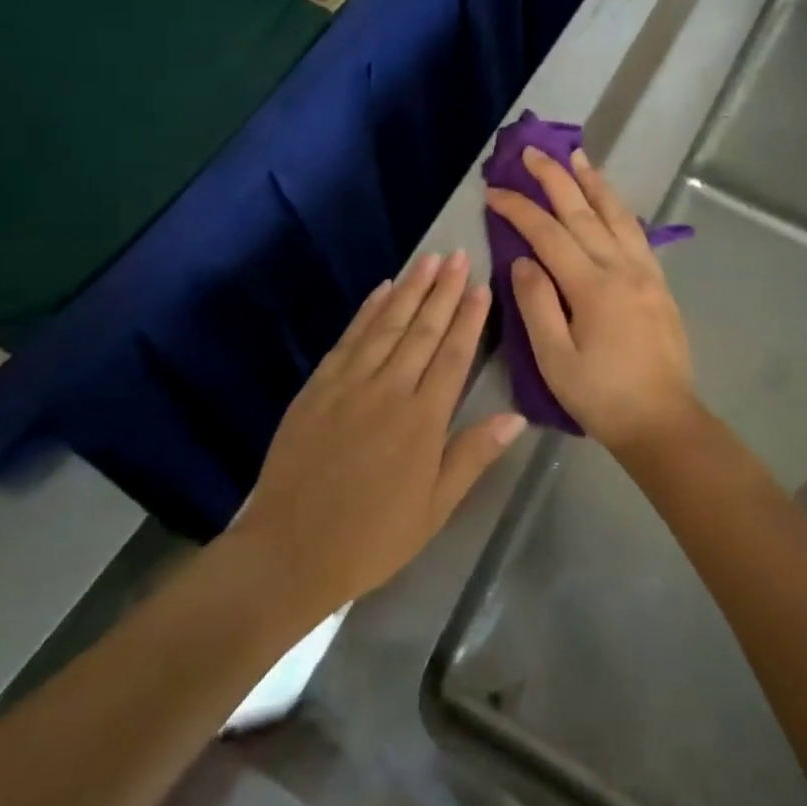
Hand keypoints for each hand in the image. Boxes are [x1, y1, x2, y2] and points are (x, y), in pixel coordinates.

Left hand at [232, 251, 525, 613]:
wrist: (290, 550)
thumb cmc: (371, 537)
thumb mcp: (434, 509)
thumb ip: (472, 456)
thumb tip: (516, 418)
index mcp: (422, 421)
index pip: (453, 356)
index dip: (469, 318)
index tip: (481, 286)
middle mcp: (388, 390)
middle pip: (422, 330)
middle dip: (444, 290)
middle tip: (459, 255)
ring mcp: (349, 384)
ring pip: (387, 325)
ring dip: (410, 290)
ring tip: (429, 260)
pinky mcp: (318, 386)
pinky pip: (349, 338)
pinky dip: (368, 310)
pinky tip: (382, 290)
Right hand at [486, 147, 701, 455]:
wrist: (663, 422)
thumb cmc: (601, 396)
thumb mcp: (555, 359)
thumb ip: (536, 304)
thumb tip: (522, 260)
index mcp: (592, 287)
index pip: (548, 234)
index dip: (519, 209)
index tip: (494, 191)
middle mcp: (622, 268)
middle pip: (583, 213)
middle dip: (555, 178)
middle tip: (533, 151)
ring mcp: (646, 273)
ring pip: (617, 215)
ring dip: (594, 183)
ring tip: (578, 156)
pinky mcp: (659, 284)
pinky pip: (637, 233)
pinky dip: (619, 208)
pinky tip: (610, 201)